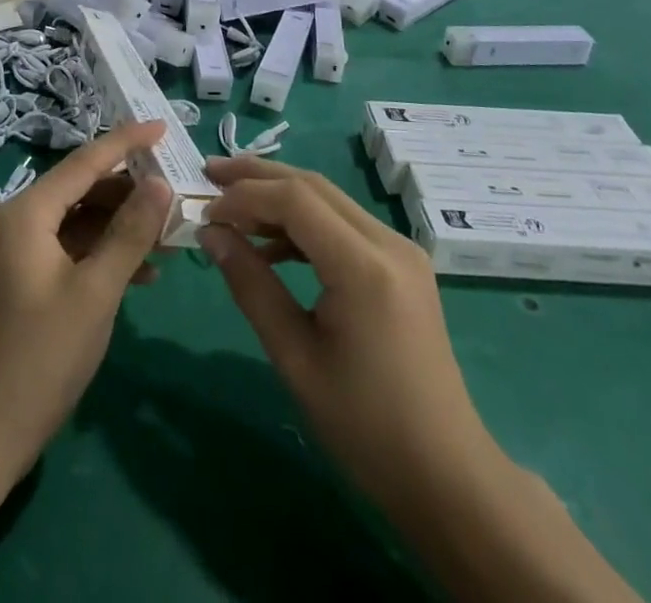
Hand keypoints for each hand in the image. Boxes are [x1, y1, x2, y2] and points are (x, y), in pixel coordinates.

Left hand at [0, 122, 172, 471]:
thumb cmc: (40, 356)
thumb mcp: (95, 292)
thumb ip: (130, 233)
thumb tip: (161, 183)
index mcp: (29, 212)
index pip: (86, 161)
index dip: (127, 142)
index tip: (164, 127)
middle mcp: (22, 221)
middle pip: (85, 188)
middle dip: (131, 191)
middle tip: (178, 194)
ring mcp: (23, 252)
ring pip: (83, 220)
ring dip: (124, 226)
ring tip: (171, 237)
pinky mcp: (30, 280)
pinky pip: (75, 249)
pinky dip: (107, 254)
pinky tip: (143, 275)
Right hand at [198, 156, 499, 515]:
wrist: (446, 476)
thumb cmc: (365, 427)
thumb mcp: (295, 358)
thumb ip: (251, 286)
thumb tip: (211, 234)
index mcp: (364, 266)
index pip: (295, 199)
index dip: (244, 197)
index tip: (204, 213)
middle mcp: (388, 242)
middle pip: (313, 186)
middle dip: (257, 176)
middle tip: (210, 175)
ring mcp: (400, 250)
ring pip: (328, 199)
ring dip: (279, 195)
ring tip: (232, 204)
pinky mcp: (401, 264)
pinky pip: (343, 224)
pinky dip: (304, 222)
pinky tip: (271, 243)